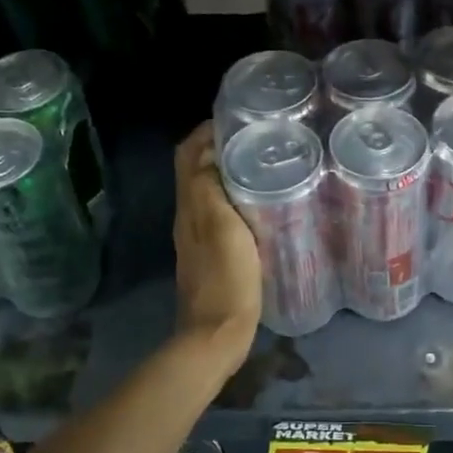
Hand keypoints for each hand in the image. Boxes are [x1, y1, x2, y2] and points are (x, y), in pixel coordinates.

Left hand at [172, 122, 261, 359]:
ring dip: (228, 170)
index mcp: (189, 206)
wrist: (217, 335)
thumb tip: (212, 154)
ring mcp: (200, 236)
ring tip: (264, 161)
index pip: (187, 154)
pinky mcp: (214, 252)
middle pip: (196, 168)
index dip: (206, 131)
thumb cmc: (226, 279)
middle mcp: (188, 216)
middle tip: (258, 136)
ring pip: (209, 189)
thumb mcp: (222, 228)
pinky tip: (262, 200)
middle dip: (220, 146)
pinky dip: (236, 195)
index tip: (239, 118)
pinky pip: (220, 210)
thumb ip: (211, 190)